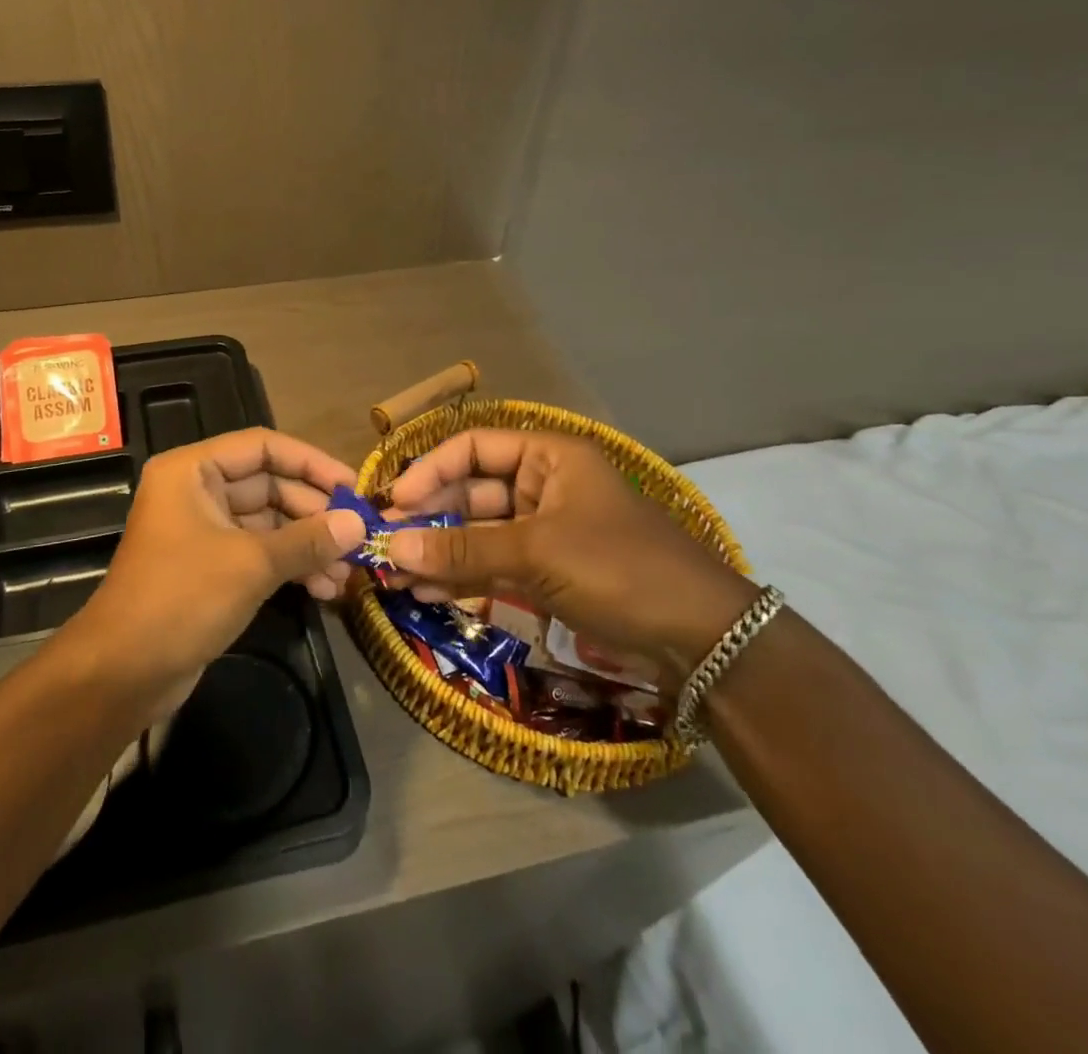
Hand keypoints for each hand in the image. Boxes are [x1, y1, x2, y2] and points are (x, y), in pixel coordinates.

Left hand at [59, 429, 364, 702]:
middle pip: (269, 485)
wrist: (123, 673)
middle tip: (358, 537)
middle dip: (315, 513)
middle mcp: (197, 492)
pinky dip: (291, 566)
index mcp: (194, 471)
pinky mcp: (212, 567)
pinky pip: (260, 553)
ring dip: (308, 545)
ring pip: (269, 523)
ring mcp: (204, 531)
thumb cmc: (181, 599)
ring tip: (347, 573)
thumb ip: (308, 540)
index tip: (353, 487)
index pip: (263, 447)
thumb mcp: (251, 564)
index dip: (311, 463)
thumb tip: (358, 524)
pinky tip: (325, 589)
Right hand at [383, 430, 755, 685]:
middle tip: (384, 545)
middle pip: (470, 491)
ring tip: (395, 577)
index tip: (395, 502)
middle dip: (428, 518)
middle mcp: (542, 485)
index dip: (430, 470)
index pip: (473, 448)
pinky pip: (492, 564)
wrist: (703, 640)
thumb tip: (392, 549)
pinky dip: (461, 576)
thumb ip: (463, 548)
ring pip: (477, 532)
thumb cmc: (620, 569)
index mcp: (549, 457)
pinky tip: (426, 594)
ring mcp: (544, 530)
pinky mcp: (547, 571)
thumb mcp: (537, 552)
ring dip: (438, 552)